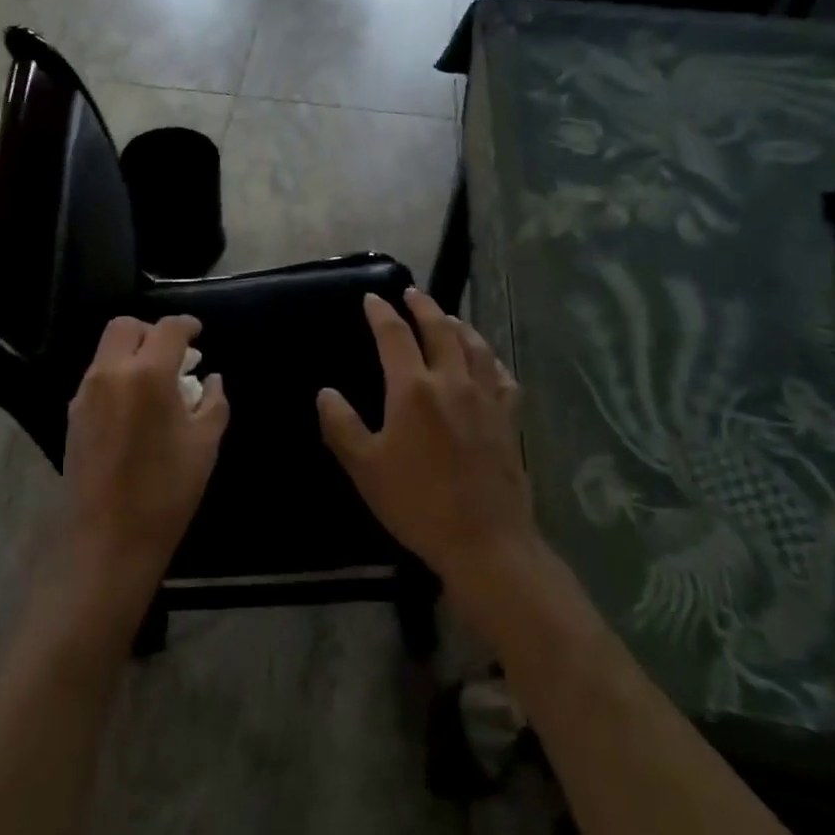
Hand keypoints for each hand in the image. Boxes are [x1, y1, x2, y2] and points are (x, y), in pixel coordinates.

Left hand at [62, 315, 227, 612]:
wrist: (110, 540)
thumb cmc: (167, 491)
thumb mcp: (205, 444)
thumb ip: (213, 402)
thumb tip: (211, 379)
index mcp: (147, 374)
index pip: (168, 329)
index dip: (187, 325)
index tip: (198, 333)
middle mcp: (110, 373)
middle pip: (126, 327)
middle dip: (152, 331)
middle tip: (174, 354)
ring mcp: (86, 393)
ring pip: (107, 350)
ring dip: (133, 353)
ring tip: (156, 382)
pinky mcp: (73, 414)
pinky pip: (97, 377)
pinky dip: (118, 375)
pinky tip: (135, 406)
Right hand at [317, 290, 542, 621]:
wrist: (485, 542)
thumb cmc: (417, 503)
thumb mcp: (364, 467)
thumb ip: (341, 425)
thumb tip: (326, 393)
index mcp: (413, 389)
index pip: (394, 336)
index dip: (381, 313)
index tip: (372, 298)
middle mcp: (451, 381)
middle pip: (439, 329)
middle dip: (423, 307)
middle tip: (412, 293)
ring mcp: (485, 398)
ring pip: (474, 346)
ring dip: (458, 325)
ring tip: (448, 317)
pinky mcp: (508, 418)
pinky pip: (501, 375)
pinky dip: (490, 358)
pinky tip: (487, 361)